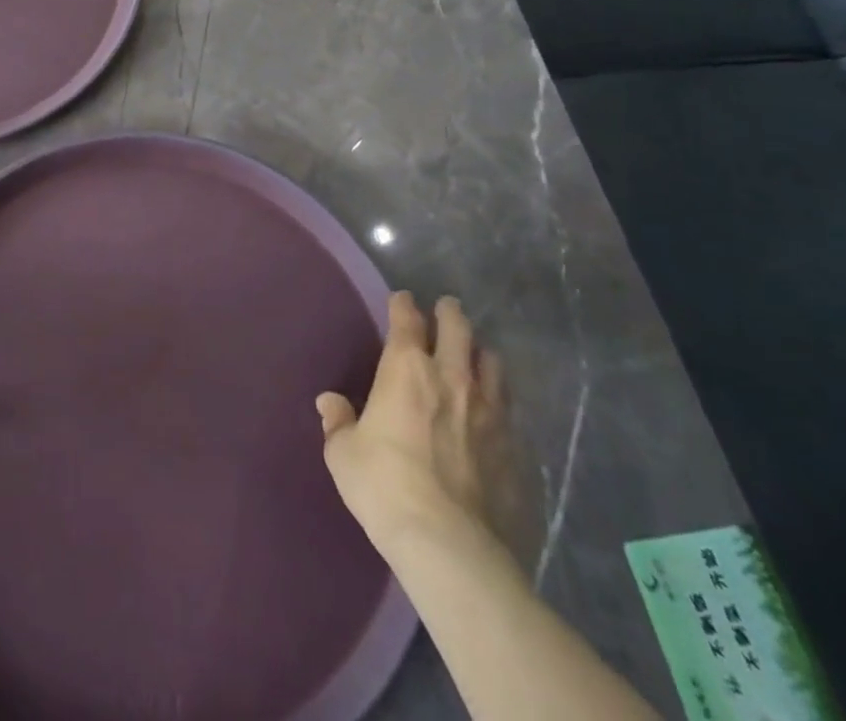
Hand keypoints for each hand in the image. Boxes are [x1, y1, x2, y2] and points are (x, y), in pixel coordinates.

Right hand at [316, 292, 507, 554]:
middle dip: (449, 313)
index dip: (403, 304)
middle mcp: (451, 377)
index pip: (406, 319)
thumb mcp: (344, 454)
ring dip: (480, 353)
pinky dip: (499, 401)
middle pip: (457, 328)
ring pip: (492, 363)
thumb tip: (330, 402)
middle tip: (446, 309)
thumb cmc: (385, 486)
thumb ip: (339, 422)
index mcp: (406, 368)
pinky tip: (494, 412)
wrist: (451, 546)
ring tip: (475, 356)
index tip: (401, 299)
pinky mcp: (516, 447)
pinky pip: (510, 409)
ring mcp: (490, 411)